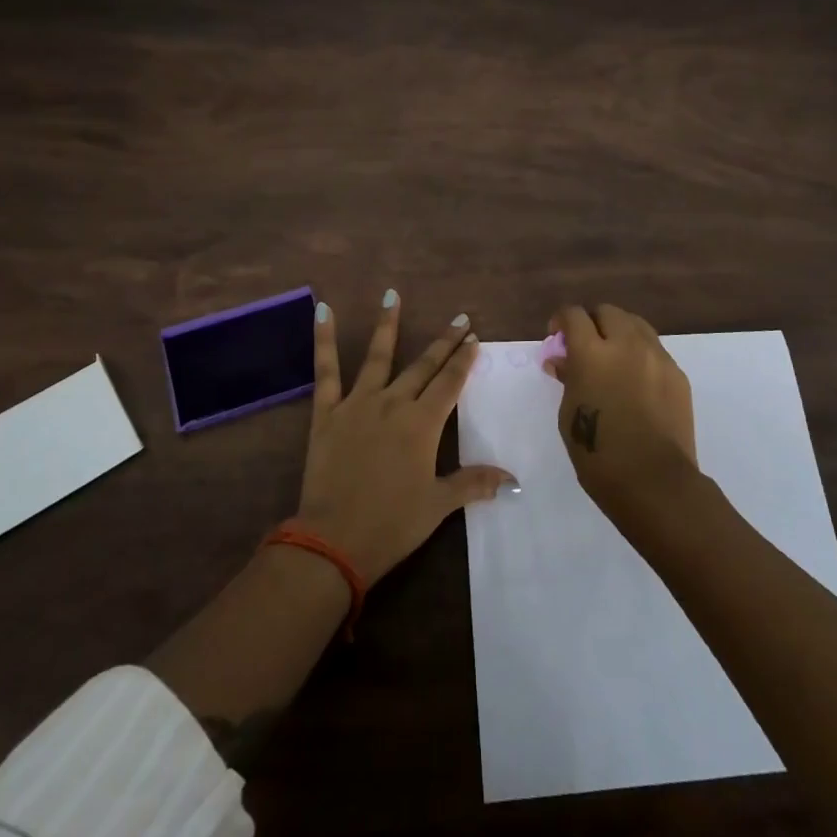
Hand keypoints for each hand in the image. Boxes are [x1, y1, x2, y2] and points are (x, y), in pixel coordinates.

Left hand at [295, 293, 514, 583]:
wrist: (334, 541)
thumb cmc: (392, 524)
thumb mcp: (438, 505)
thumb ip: (473, 483)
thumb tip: (513, 480)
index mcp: (423, 424)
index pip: (450, 383)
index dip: (463, 360)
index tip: (473, 338)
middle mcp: (394, 403)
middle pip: (424, 366)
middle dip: (444, 342)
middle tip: (459, 319)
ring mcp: (359, 404)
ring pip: (379, 356)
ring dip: (388, 324)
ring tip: (392, 295)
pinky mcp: (327, 412)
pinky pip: (326, 371)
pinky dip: (324, 340)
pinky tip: (323, 310)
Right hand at [548, 303, 696, 516]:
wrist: (653, 481)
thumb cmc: (598, 453)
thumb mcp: (568, 414)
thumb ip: (568, 378)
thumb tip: (563, 361)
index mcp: (592, 353)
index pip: (574, 315)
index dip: (562, 320)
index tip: (557, 336)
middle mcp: (626, 345)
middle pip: (608, 312)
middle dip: (592, 322)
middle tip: (586, 346)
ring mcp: (657, 357)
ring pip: (636, 324)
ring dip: (619, 332)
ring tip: (613, 358)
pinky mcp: (677, 374)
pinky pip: (655, 349)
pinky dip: (640, 354)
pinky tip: (636, 380)